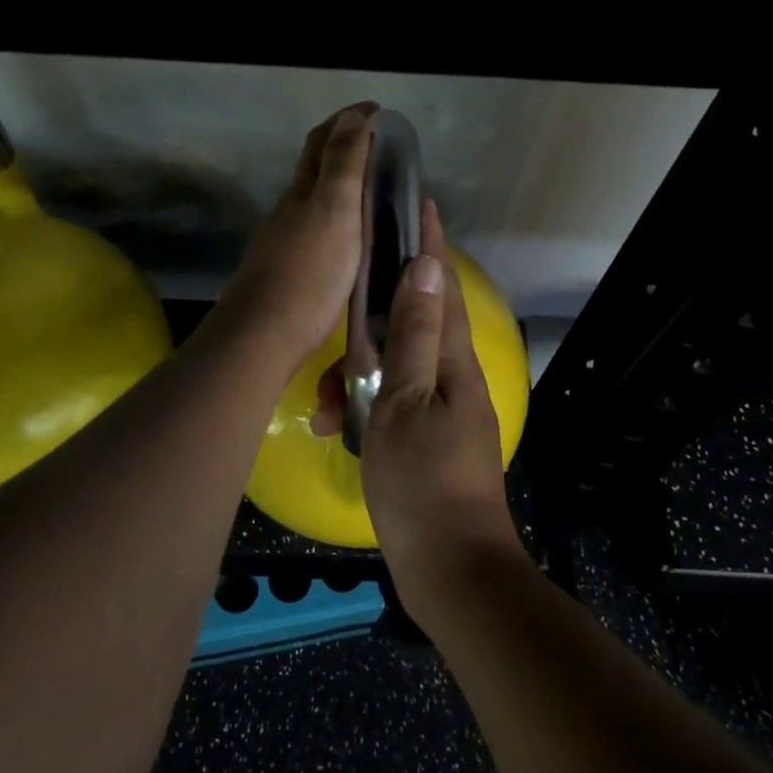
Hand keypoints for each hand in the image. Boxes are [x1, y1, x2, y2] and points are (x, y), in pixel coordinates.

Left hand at [215, 103, 375, 370]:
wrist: (263, 336)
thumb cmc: (308, 273)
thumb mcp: (334, 212)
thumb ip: (343, 165)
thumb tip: (353, 117)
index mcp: (302, 192)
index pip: (322, 141)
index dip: (348, 120)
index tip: (377, 109)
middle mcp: (288, 211)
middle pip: (313, 167)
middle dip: (342, 147)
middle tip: (379, 145)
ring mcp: (283, 242)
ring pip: (313, 200)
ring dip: (339, 185)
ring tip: (373, 189)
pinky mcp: (287, 272)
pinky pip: (315, 230)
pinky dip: (336, 219)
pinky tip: (350, 238)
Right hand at [312, 202, 524, 614]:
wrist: (451, 569)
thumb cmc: (422, 482)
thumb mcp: (406, 401)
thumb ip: (412, 335)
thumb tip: (424, 267)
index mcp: (451, 361)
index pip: (439, 285)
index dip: (428, 243)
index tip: (417, 203)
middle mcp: (451, 377)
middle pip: (409, 326)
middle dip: (368, 321)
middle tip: (336, 317)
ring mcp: (440, 410)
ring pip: (391, 369)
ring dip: (354, 379)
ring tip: (321, 410)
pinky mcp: (425, 439)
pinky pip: (389, 404)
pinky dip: (361, 408)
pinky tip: (331, 429)